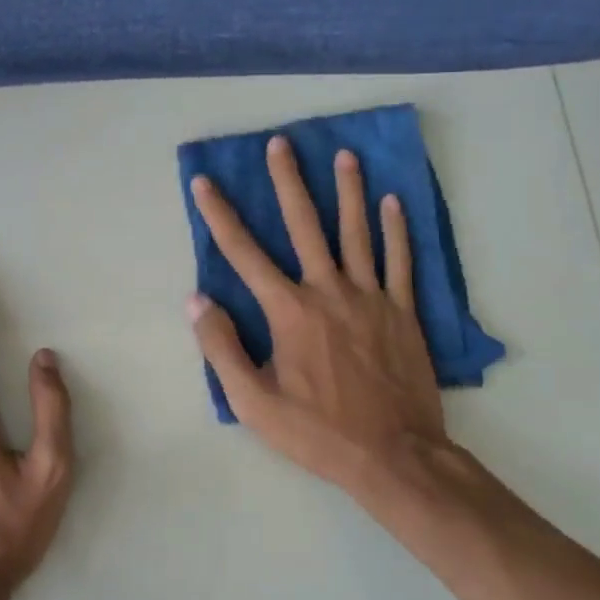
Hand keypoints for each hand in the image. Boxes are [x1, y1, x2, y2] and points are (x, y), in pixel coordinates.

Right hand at [186, 137, 453, 493]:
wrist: (395, 455)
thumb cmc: (318, 431)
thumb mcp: (253, 402)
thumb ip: (221, 348)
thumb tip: (196, 300)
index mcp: (289, 311)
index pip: (243, 254)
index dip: (219, 215)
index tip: (204, 182)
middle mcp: (328, 291)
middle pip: (304, 225)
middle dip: (288, 181)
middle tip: (281, 144)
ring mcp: (371, 297)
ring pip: (357, 232)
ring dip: (348, 191)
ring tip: (344, 155)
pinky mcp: (403, 311)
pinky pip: (400, 261)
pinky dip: (397, 230)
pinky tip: (394, 202)